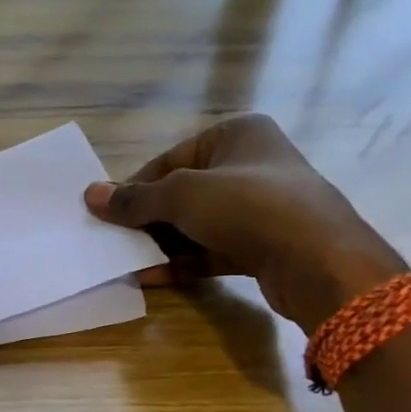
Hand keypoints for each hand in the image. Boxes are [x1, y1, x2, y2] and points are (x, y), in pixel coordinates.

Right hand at [85, 114, 404, 330]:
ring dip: (162, 243)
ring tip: (125, 260)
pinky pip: (212, 250)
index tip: (108, 213)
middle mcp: (251, 165)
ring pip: (197, 224)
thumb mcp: (182, 196)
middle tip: (113, 239)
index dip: (136, 187)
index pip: (171, 159)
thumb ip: (135, 199)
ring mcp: (260, 208)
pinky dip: (183, 261)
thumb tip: (90, 195)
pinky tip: (150, 276)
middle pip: (183, 192)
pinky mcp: (264, 246)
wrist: (320, 262)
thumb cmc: (249, 207)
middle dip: (148, 218)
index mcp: (237, 135)